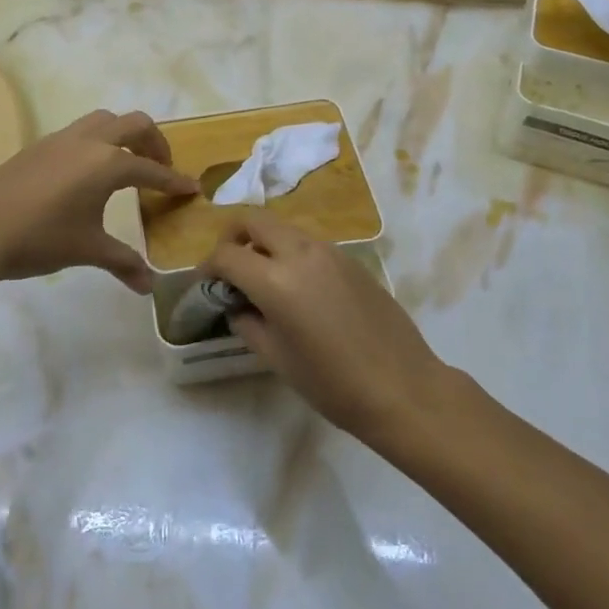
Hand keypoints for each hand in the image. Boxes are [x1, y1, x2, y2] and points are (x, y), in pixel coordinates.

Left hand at [0, 109, 195, 291]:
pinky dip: (97, 141)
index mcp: (108, 163)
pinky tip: (87, 172)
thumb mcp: (88, 250)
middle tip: (160, 168)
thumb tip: (149, 287)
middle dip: (155, 143)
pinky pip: (80, 131)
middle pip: (134, 124)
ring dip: (124, 135)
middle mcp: (89, 141)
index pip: (151, 169)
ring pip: (104, 120)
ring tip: (126, 163)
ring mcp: (61, 138)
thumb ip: (123, 262)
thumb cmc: (41, 239)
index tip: (191, 189)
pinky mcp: (39, 145)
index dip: (174, 181)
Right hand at [204, 214, 447, 441]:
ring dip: (264, 242)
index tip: (206, 283)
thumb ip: (249, 324)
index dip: (208, 266)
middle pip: (255, 221)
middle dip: (233, 236)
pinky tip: (298, 288)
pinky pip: (309, 243)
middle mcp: (301, 253)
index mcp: (276, 280)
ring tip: (262, 277)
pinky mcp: (351, 260)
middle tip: (228, 265)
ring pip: (284, 228)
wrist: (402, 387)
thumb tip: (237, 307)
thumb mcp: (278, 359)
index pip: (228, 254)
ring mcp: (330, 252)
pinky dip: (291, 252)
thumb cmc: (333, 383)